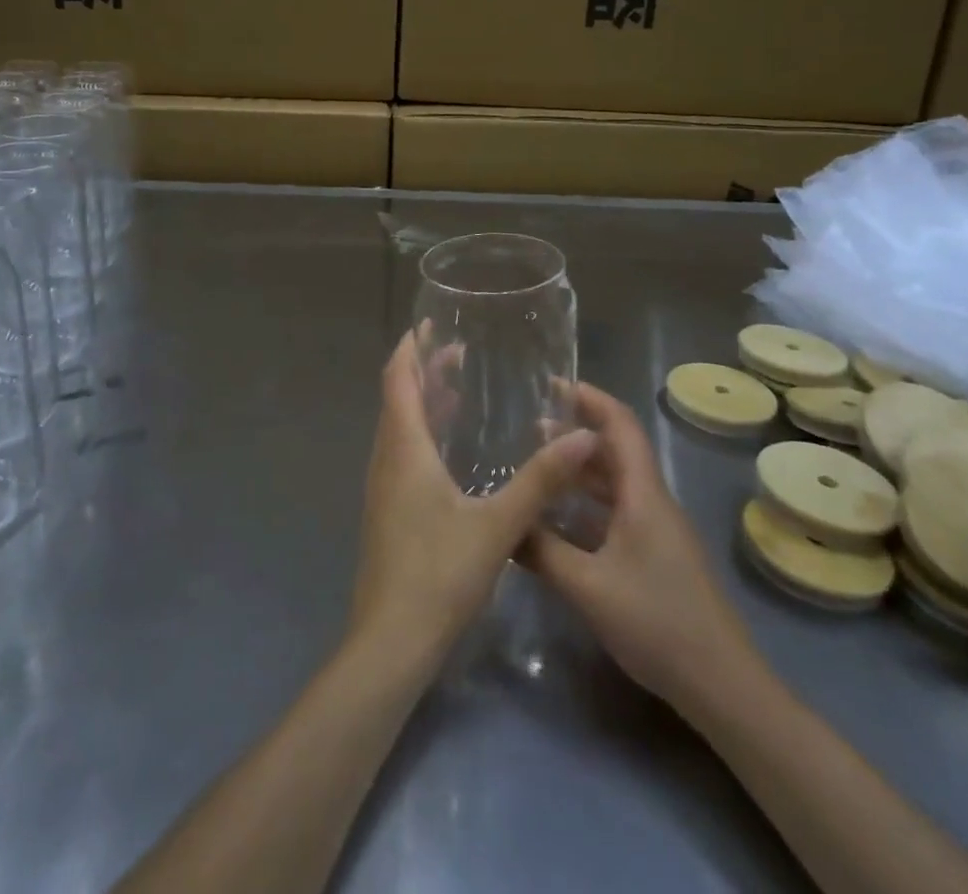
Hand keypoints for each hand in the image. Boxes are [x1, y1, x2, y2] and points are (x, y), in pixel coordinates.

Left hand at [349, 330, 597, 670]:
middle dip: (422, 372)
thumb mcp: (499, 524)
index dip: (409, 349)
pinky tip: (448, 454)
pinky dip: (421, 435)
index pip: (398, 380)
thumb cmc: (439, 574)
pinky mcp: (387, 513)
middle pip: (397, 400)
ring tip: (455, 392)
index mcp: (405, 449)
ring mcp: (382, 489)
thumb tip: (584, 434)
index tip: (427, 325)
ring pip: (398, 429)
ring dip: (421, 404)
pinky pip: (401, 455)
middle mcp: (386, 460)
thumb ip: (541, 480)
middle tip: (455, 353)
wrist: (391, 641)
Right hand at [524, 383, 765, 721]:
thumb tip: (503, 525)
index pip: (620, 425)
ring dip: (581, 470)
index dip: (590, 398)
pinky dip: (588, 504)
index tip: (553, 384)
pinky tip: (559, 520)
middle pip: (616, 450)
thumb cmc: (657, 623)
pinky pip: (617, 513)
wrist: (724, 687)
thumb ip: (542, 551)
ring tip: (539, 466)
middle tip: (530, 427)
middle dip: (577, 432)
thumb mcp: (588, 587)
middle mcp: (652, 502)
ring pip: (616, 484)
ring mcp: (657, 531)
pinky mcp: (657, 557)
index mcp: (643, 494)